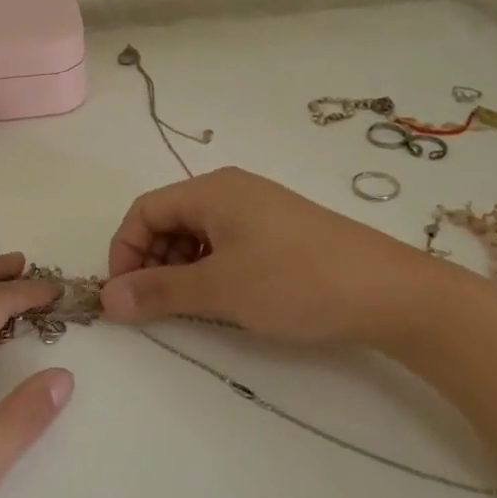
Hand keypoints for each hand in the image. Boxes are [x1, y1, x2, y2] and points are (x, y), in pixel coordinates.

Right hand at [100, 167, 445, 346]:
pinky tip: (223, 299)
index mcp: (212, 190)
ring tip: (190, 307)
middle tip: (156, 306)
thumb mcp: (219, 288)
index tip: (124, 296)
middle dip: (151, 261)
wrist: (390, 292)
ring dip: (180, 269)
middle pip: (169, 219)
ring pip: (197, 235)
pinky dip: (210, 270)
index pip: (144, 210)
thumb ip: (158, 292)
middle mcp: (232, 190)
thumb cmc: (295, 281)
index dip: (125, 251)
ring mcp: (259, 211)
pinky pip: (227, 244)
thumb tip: (106, 300)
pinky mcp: (280, 233)